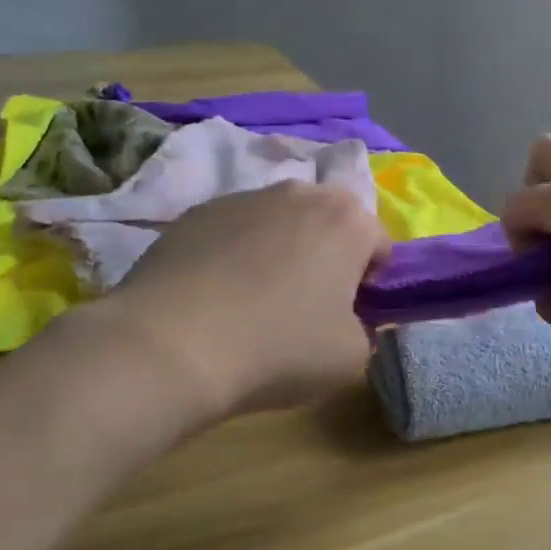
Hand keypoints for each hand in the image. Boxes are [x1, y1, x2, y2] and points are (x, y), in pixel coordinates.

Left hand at [104, 181, 391, 415]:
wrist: (171, 346)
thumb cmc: (279, 347)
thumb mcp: (352, 357)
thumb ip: (365, 329)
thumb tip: (345, 320)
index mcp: (346, 218)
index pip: (379, 244)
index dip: (369, 284)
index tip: (346, 316)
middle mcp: (298, 192)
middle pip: (328, 223)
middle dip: (326, 257)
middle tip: (305, 306)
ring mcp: (241, 197)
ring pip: (279, 223)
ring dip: (279, 252)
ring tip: (252, 302)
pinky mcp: (194, 213)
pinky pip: (232, 232)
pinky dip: (234, 255)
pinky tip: (214, 297)